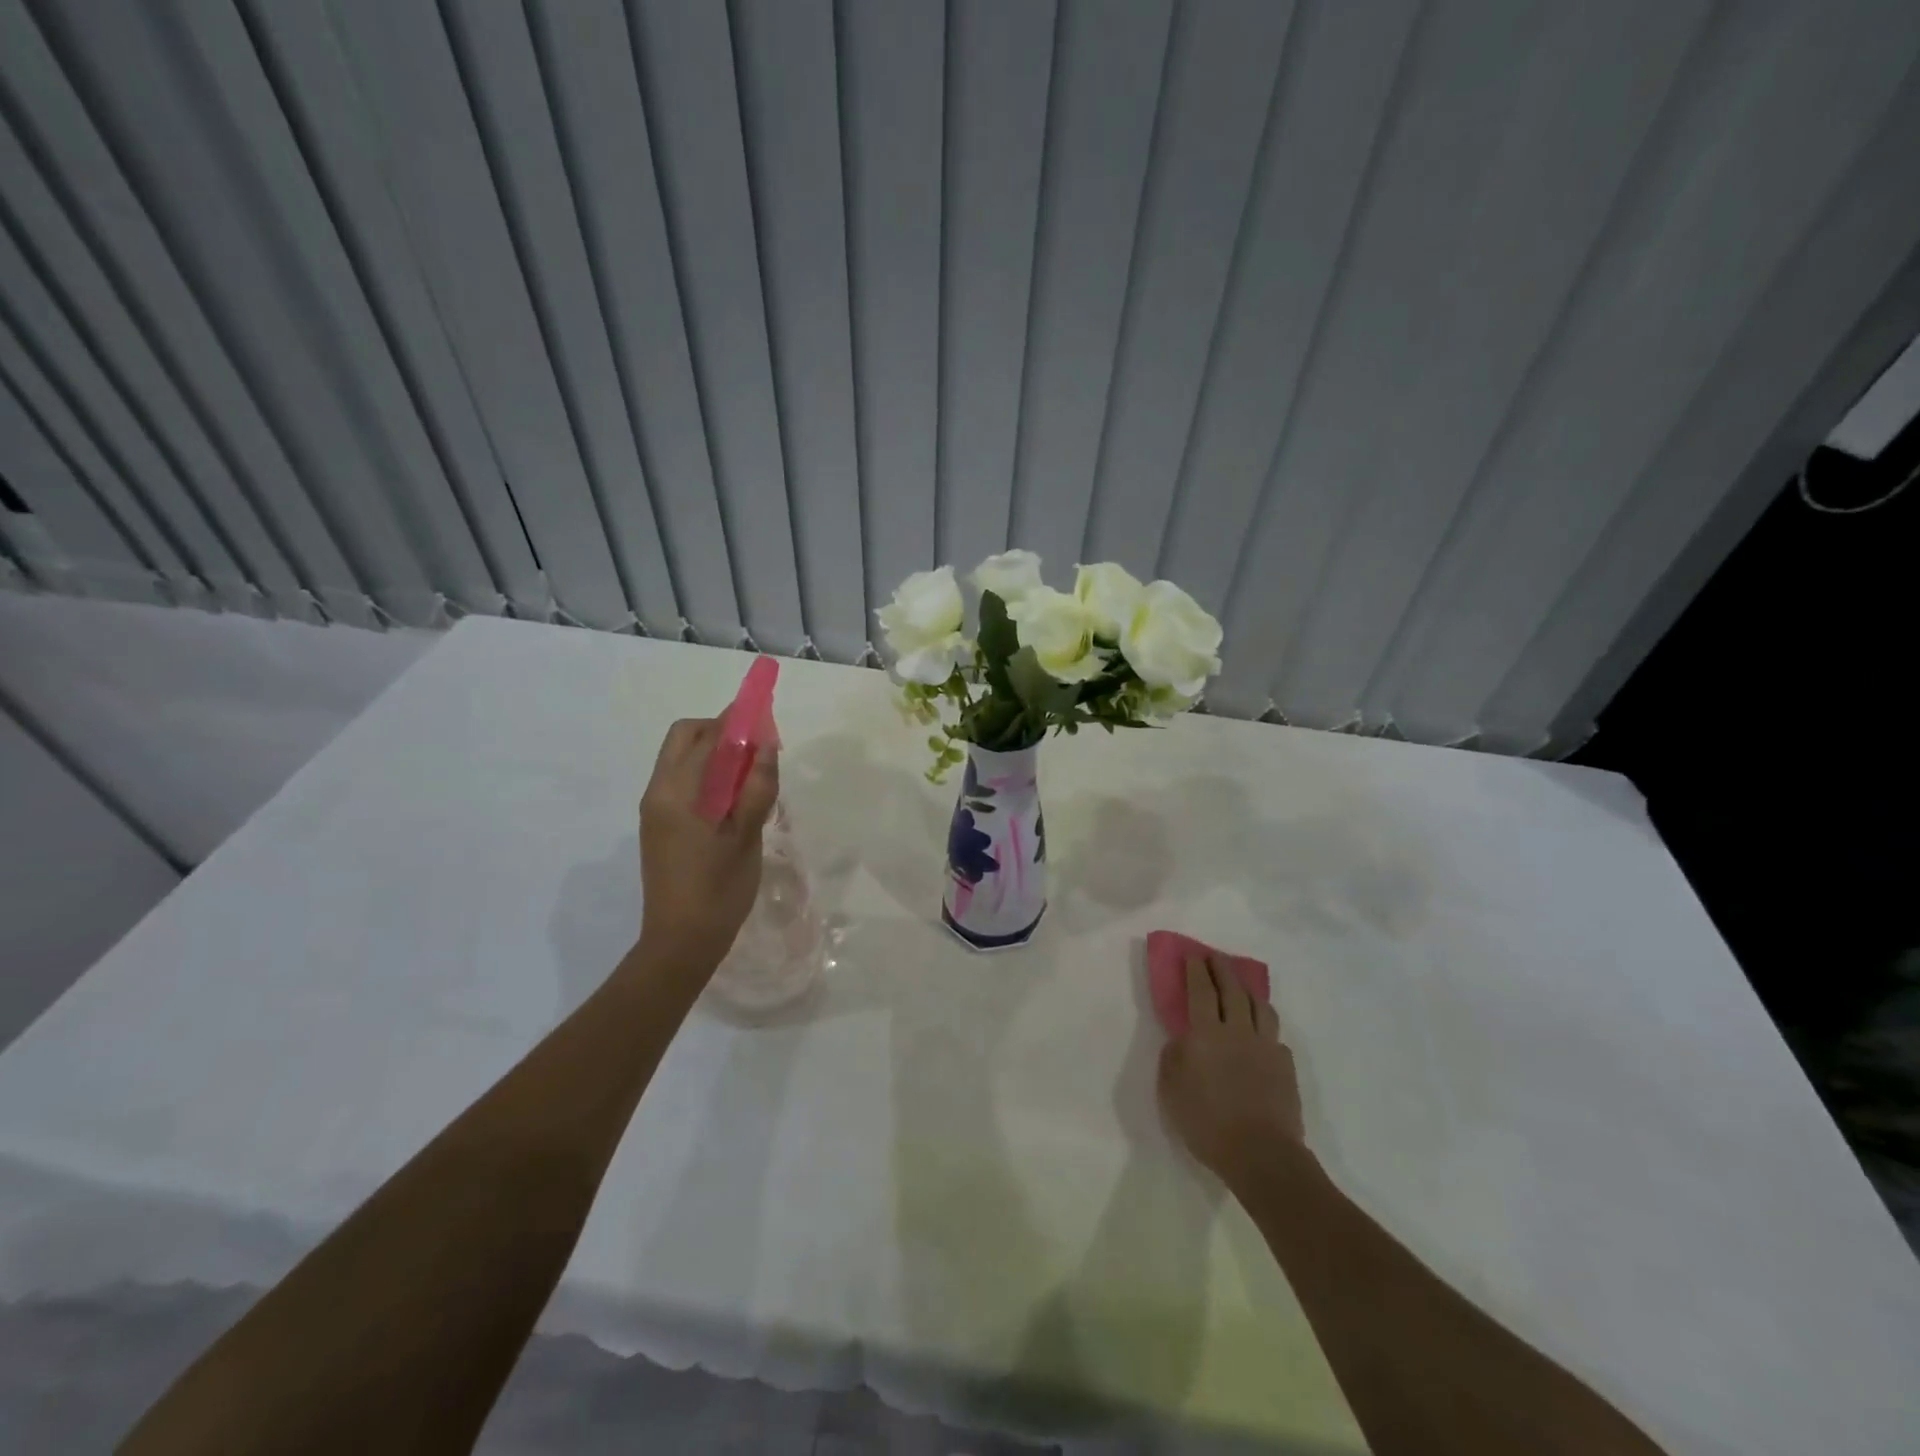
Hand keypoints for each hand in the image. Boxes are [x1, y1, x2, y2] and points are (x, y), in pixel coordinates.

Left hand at [635, 717, 779, 970]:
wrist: (680, 944)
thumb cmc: (717, 890)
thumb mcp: (746, 837)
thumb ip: (756, 788)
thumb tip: (766, 744)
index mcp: (674, 792)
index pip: (706, 736)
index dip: (736, 720)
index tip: (766, 719)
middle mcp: (658, 792)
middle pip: (685, 738)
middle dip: (721, 731)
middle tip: (759, 750)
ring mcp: (656, 811)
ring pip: (685, 760)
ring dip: (718, 754)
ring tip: (754, 778)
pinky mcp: (662, 827)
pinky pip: (686, 784)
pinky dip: (711, 777)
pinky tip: (737, 802)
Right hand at [1157, 956, 1305, 1189]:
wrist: (1261, 1154)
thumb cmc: (1207, 1122)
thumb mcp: (1171, 1090)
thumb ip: (1173, 1057)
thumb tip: (1182, 1039)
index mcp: (1206, 1033)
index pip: (1201, 990)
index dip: (1196, 970)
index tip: (1193, 954)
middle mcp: (1238, 1030)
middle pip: (1232, 989)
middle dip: (1222, 969)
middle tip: (1215, 957)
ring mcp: (1266, 1046)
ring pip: (1260, 1006)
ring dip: (1248, 990)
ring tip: (1241, 986)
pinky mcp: (1285, 1066)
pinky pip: (1275, 1035)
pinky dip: (1264, 1026)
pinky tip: (1261, 1033)